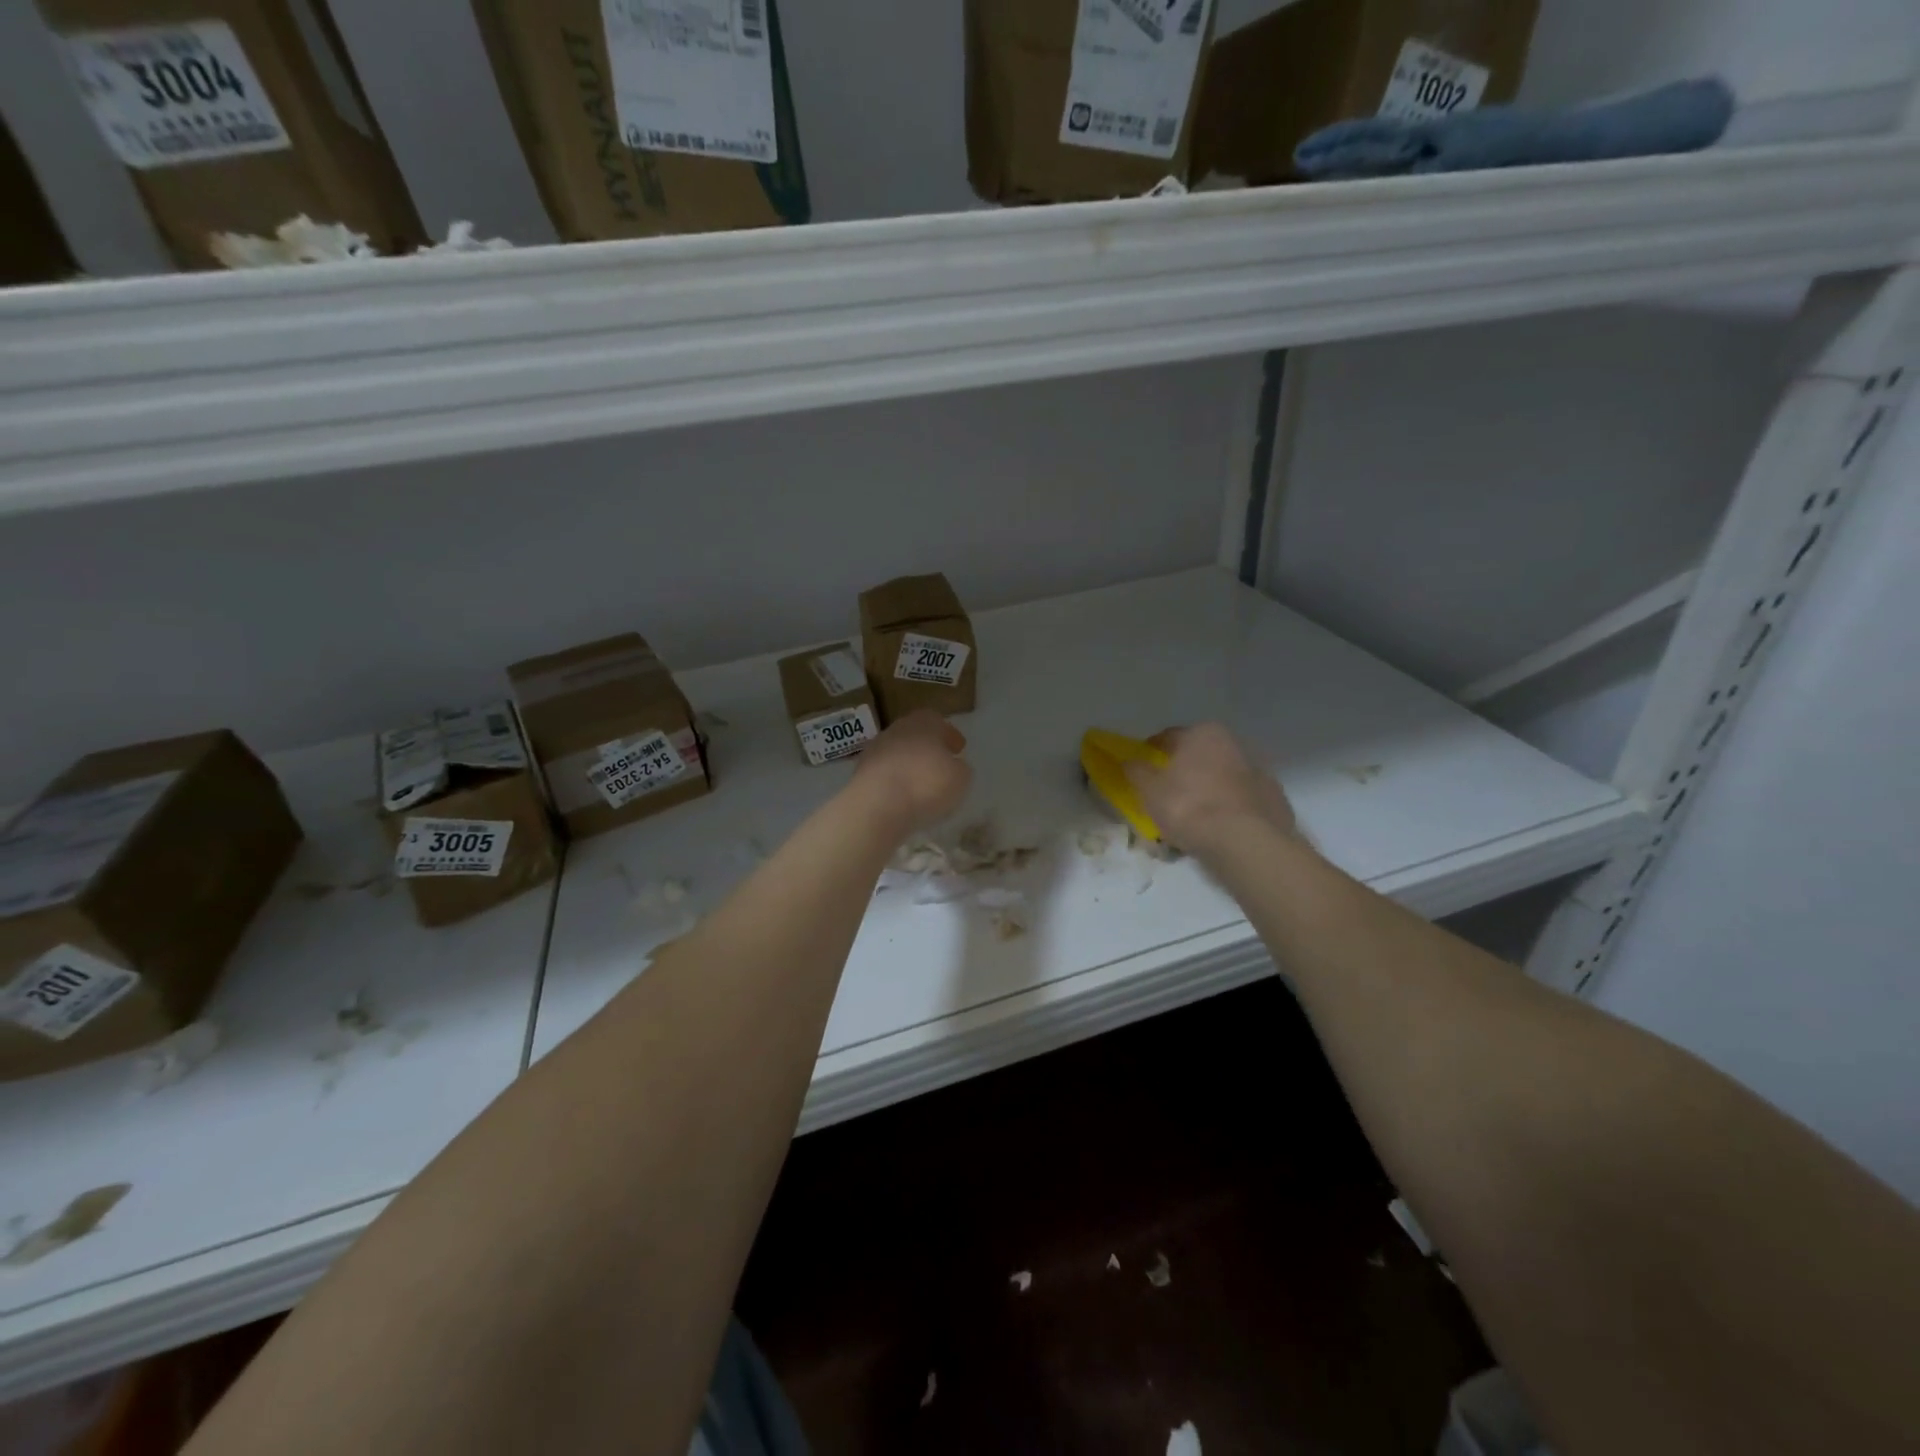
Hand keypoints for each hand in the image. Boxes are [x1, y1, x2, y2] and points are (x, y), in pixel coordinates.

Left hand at [849, 710, 971, 836]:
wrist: (877, 803)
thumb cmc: (926, 783)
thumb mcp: (960, 777)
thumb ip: (960, 768)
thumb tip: (954, 767)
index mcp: (924, 722)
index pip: (938, 721)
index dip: (949, 735)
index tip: (958, 749)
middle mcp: (897, 729)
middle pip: (915, 735)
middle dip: (928, 748)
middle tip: (940, 764)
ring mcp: (875, 750)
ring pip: (898, 753)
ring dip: (909, 766)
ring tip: (921, 785)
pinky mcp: (860, 772)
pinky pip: (885, 773)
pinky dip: (894, 781)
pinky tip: (903, 797)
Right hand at [1123, 723, 1295, 853]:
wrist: (1245, 842)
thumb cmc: (1189, 806)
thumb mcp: (1149, 790)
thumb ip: (1136, 771)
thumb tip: (1129, 761)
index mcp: (1203, 734)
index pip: (1168, 737)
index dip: (1152, 753)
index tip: (1142, 770)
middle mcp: (1234, 744)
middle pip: (1198, 756)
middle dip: (1183, 771)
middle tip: (1166, 794)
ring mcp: (1258, 772)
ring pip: (1222, 777)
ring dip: (1208, 789)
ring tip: (1193, 817)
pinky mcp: (1274, 800)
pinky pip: (1242, 801)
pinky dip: (1229, 809)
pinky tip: (1219, 828)